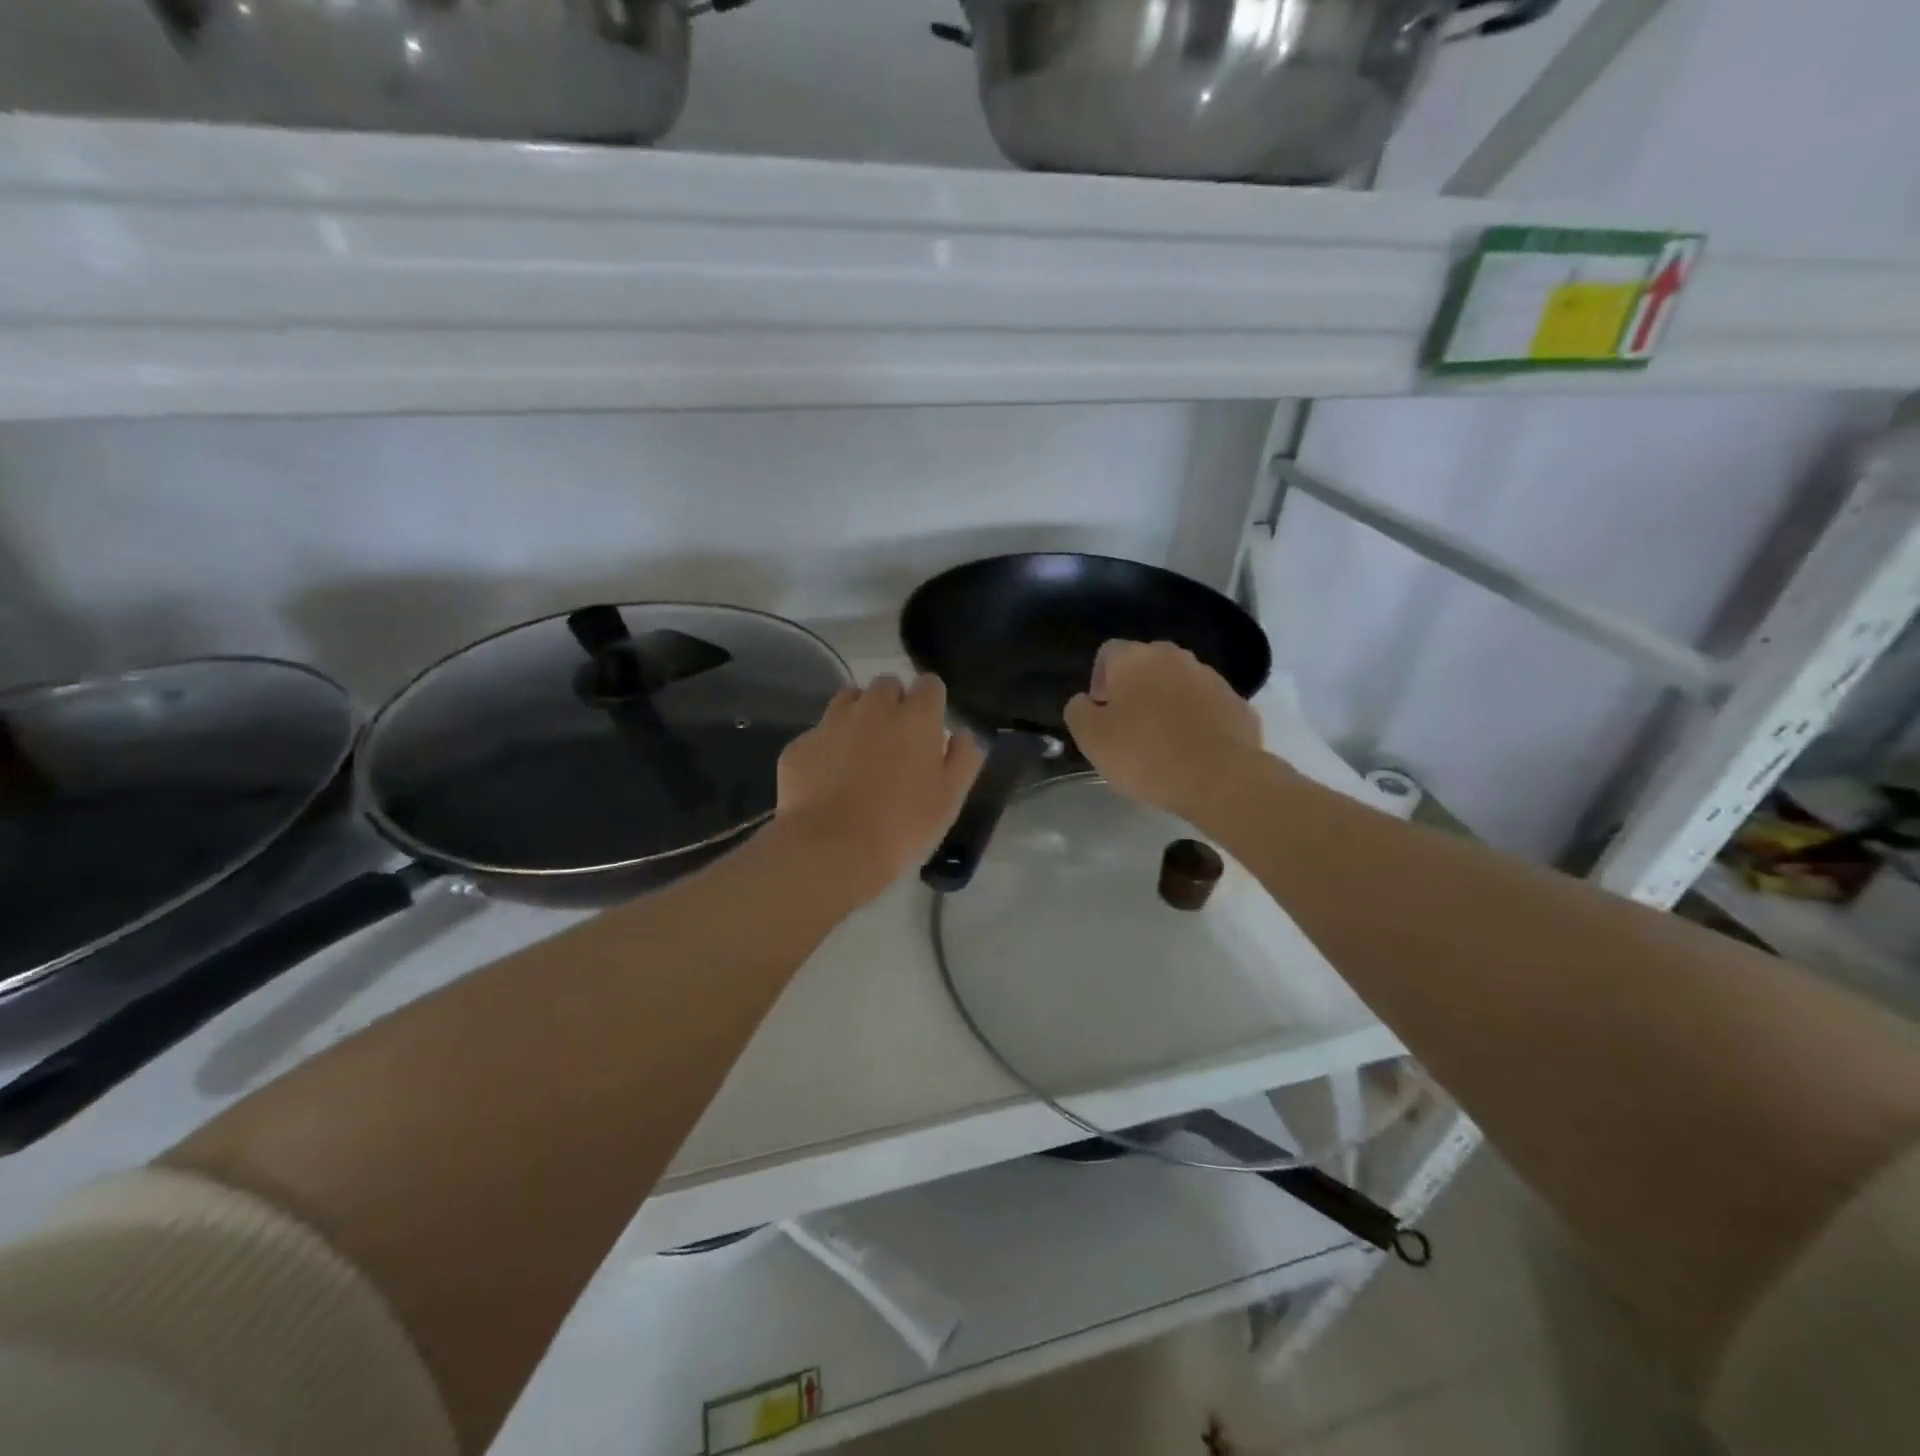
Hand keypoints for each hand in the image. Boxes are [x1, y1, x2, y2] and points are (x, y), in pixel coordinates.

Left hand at [777, 674, 984, 900]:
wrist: (831, 850)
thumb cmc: (902, 827)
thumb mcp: (949, 800)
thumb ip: (963, 759)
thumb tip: (962, 734)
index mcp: (915, 718)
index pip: (929, 684)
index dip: (931, 702)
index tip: (929, 726)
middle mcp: (873, 707)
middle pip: (887, 685)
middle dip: (893, 704)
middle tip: (895, 742)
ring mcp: (831, 723)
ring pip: (848, 699)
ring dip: (858, 714)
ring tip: (859, 751)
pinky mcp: (800, 744)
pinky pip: (818, 734)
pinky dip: (826, 747)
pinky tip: (827, 778)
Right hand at [1065, 640, 1262, 818]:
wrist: (1219, 778)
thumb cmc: (1145, 753)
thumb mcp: (1091, 738)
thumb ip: (1078, 711)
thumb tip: (1085, 702)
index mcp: (1135, 658)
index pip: (1108, 653)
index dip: (1100, 681)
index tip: (1101, 712)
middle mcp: (1174, 657)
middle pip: (1146, 665)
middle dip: (1135, 689)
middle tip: (1129, 728)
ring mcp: (1211, 678)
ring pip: (1179, 684)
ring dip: (1167, 704)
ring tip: (1163, 743)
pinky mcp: (1238, 704)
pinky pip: (1207, 707)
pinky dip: (1197, 722)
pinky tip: (1192, 752)